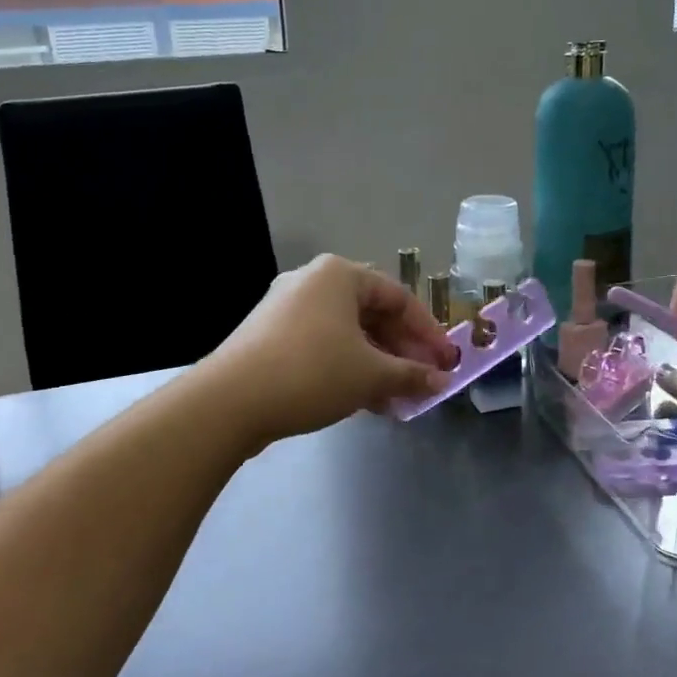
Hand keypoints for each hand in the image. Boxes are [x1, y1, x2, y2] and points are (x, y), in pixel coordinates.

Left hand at [208, 255, 459, 447]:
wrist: (230, 401)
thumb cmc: (312, 372)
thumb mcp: (371, 375)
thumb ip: (411, 375)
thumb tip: (441, 383)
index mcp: (339, 275)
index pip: (399, 298)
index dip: (429, 332)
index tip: (447, 362)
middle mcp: (312, 282)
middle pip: (372, 315)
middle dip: (403, 351)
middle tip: (425, 381)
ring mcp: (287, 309)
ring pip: (348, 334)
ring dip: (378, 365)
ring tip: (399, 398)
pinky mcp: (270, 337)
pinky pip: (323, 346)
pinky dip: (348, 369)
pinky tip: (366, 401)